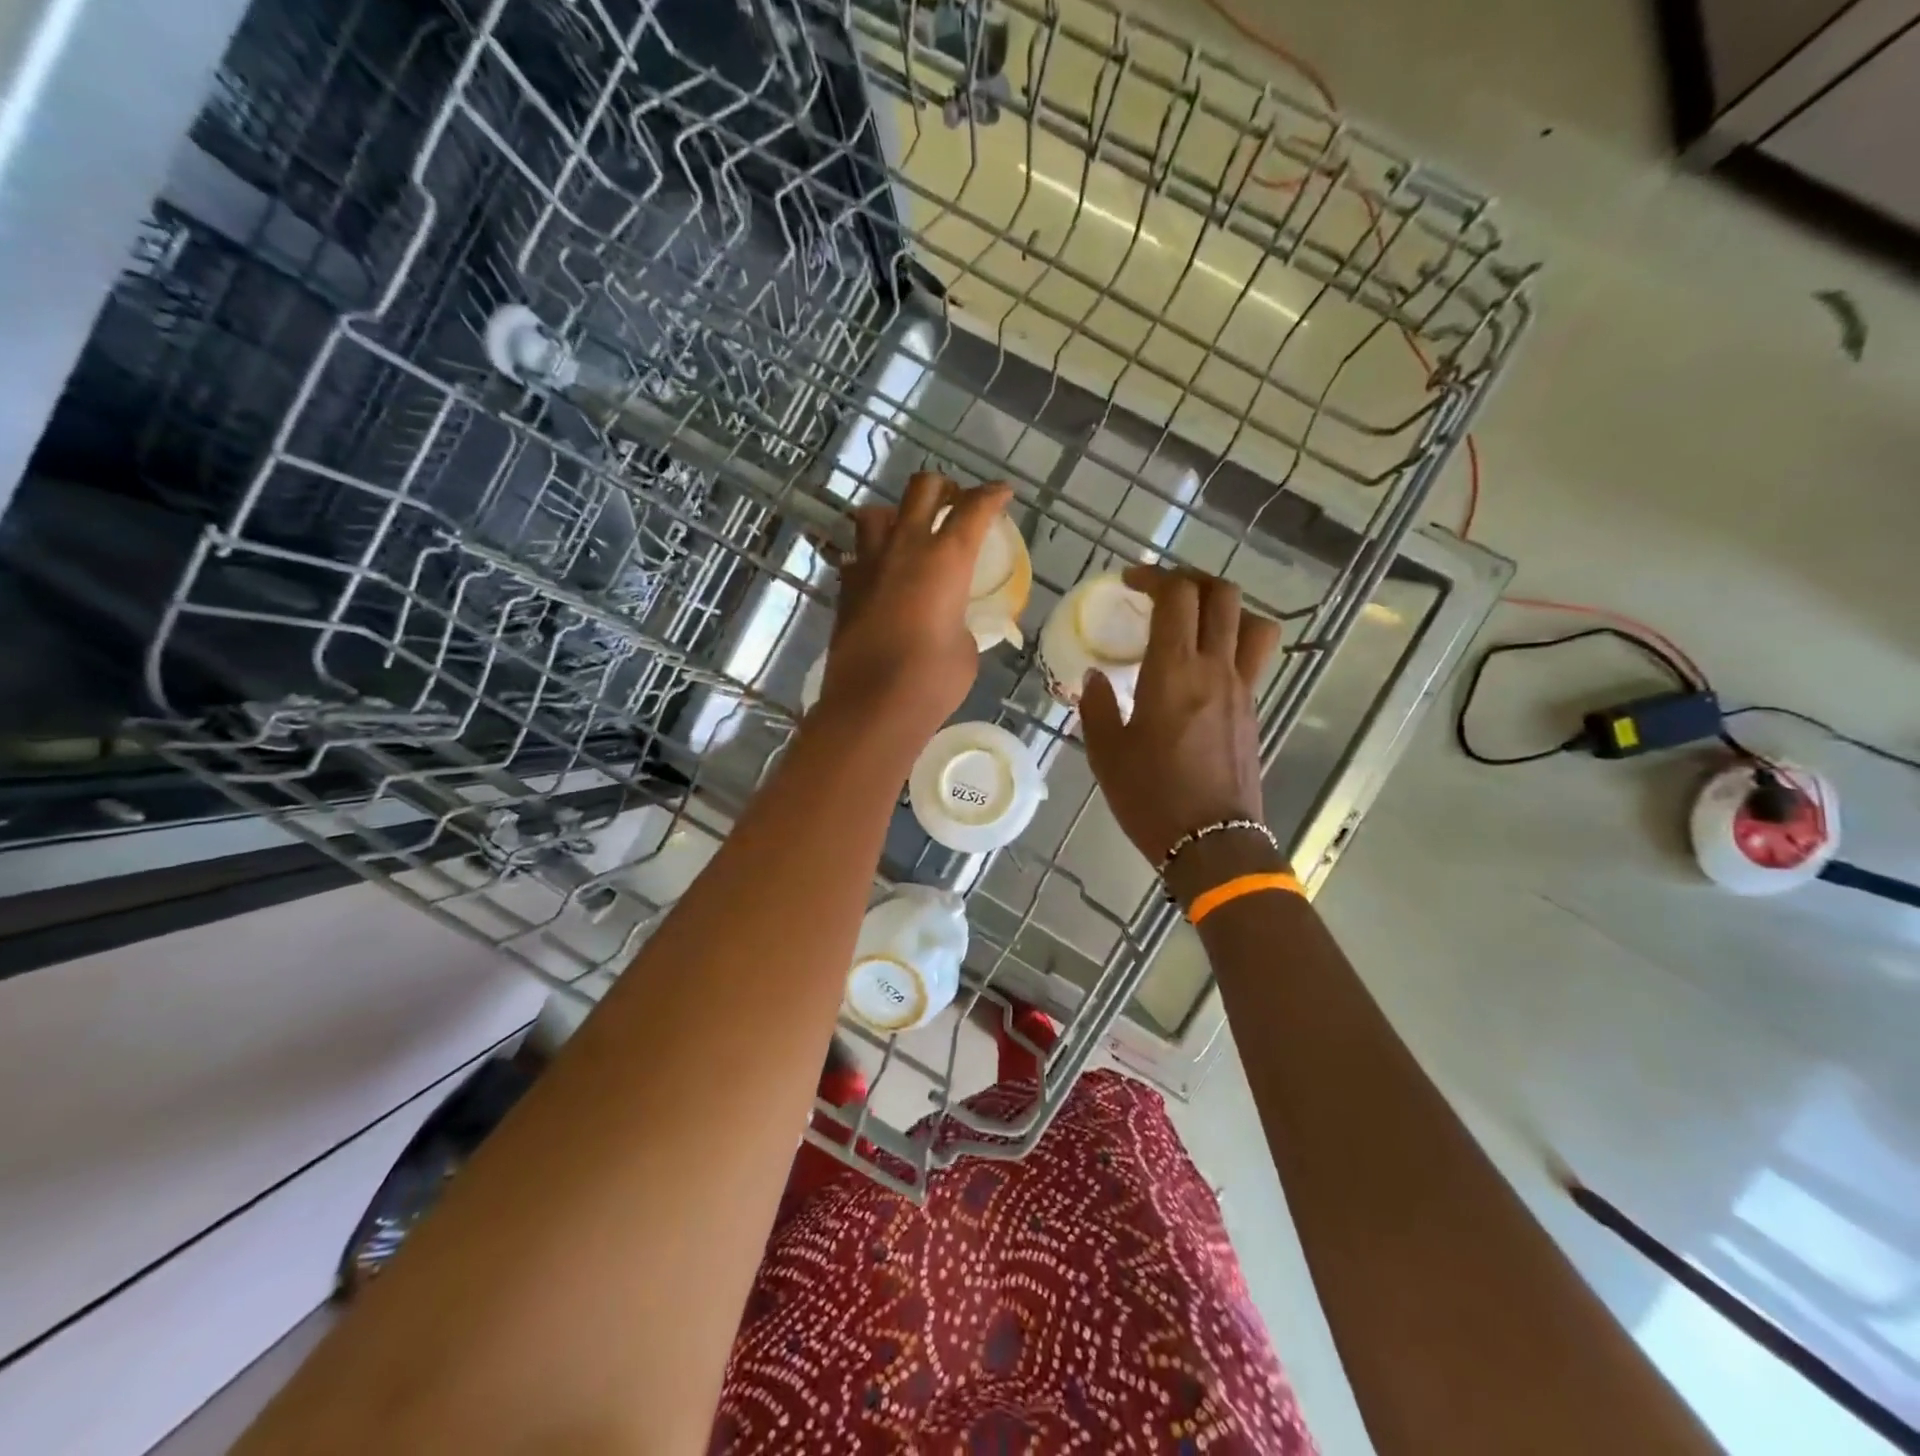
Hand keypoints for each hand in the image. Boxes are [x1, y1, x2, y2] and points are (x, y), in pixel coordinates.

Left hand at [818, 472, 1012, 747]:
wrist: (873, 706)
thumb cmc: (933, 680)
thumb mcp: (966, 647)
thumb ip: (961, 620)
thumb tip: (949, 620)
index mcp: (946, 559)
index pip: (974, 508)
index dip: (992, 495)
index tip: (1002, 493)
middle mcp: (905, 549)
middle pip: (922, 489)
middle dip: (944, 488)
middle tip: (956, 505)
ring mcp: (869, 566)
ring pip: (876, 513)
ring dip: (897, 515)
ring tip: (910, 536)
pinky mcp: (845, 590)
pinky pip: (857, 555)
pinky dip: (872, 556)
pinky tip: (883, 577)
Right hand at [1081, 566, 1285, 889]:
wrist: (1212, 841)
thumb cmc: (1151, 796)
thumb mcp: (1106, 752)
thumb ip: (1098, 706)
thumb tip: (1097, 678)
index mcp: (1174, 671)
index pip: (1177, 596)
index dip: (1154, 576)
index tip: (1130, 582)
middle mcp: (1216, 668)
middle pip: (1223, 595)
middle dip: (1191, 580)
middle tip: (1161, 592)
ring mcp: (1243, 688)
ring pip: (1253, 621)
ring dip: (1226, 607)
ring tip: (1195, 621)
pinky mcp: (1253, 709)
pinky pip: (1254, 656)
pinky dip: (1234, 640)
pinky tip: (1205, 664)